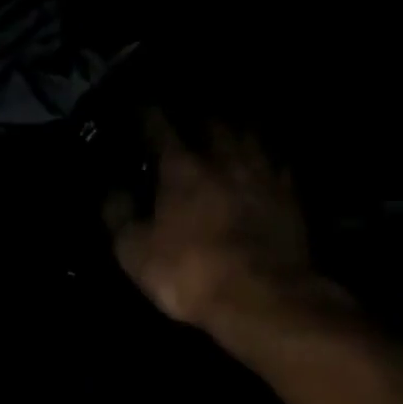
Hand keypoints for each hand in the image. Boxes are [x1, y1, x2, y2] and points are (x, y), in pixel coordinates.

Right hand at [108, 111, 337, 332]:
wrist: (262, 295)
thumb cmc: (189, 272)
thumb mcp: (134, 252)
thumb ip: (118, 216)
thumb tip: (112, 191)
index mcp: (182, 169)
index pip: (159, 128)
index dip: (147, 115)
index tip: (140, 107)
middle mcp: (224, 159)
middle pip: (212, 123)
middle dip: (198, 117)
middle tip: (190, 117)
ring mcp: (263, 174)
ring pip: (250, 135)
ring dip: (237, 129)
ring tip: (230, 129)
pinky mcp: (291, 196)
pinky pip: (279, 163)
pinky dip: (269, 158)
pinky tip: (268, 162)